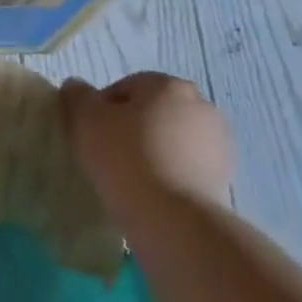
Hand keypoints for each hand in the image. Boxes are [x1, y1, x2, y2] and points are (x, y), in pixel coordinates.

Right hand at [61, 73, 232, 209]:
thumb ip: (76, 96)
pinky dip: (170, 172)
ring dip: (153, 149)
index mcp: (167, 85)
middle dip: (131, 128)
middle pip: (152, 111)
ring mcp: (218, 140)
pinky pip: (186, 165)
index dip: (101, 110)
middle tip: (107, 155)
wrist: (173, 216)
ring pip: (171, 138)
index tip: (89, 136)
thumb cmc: (125, 158)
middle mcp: (200, 104)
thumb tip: (76, 87)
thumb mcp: (85, 120)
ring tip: (130, 177)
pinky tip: (153, 191)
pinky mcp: (225, 173)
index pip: (125, 88)